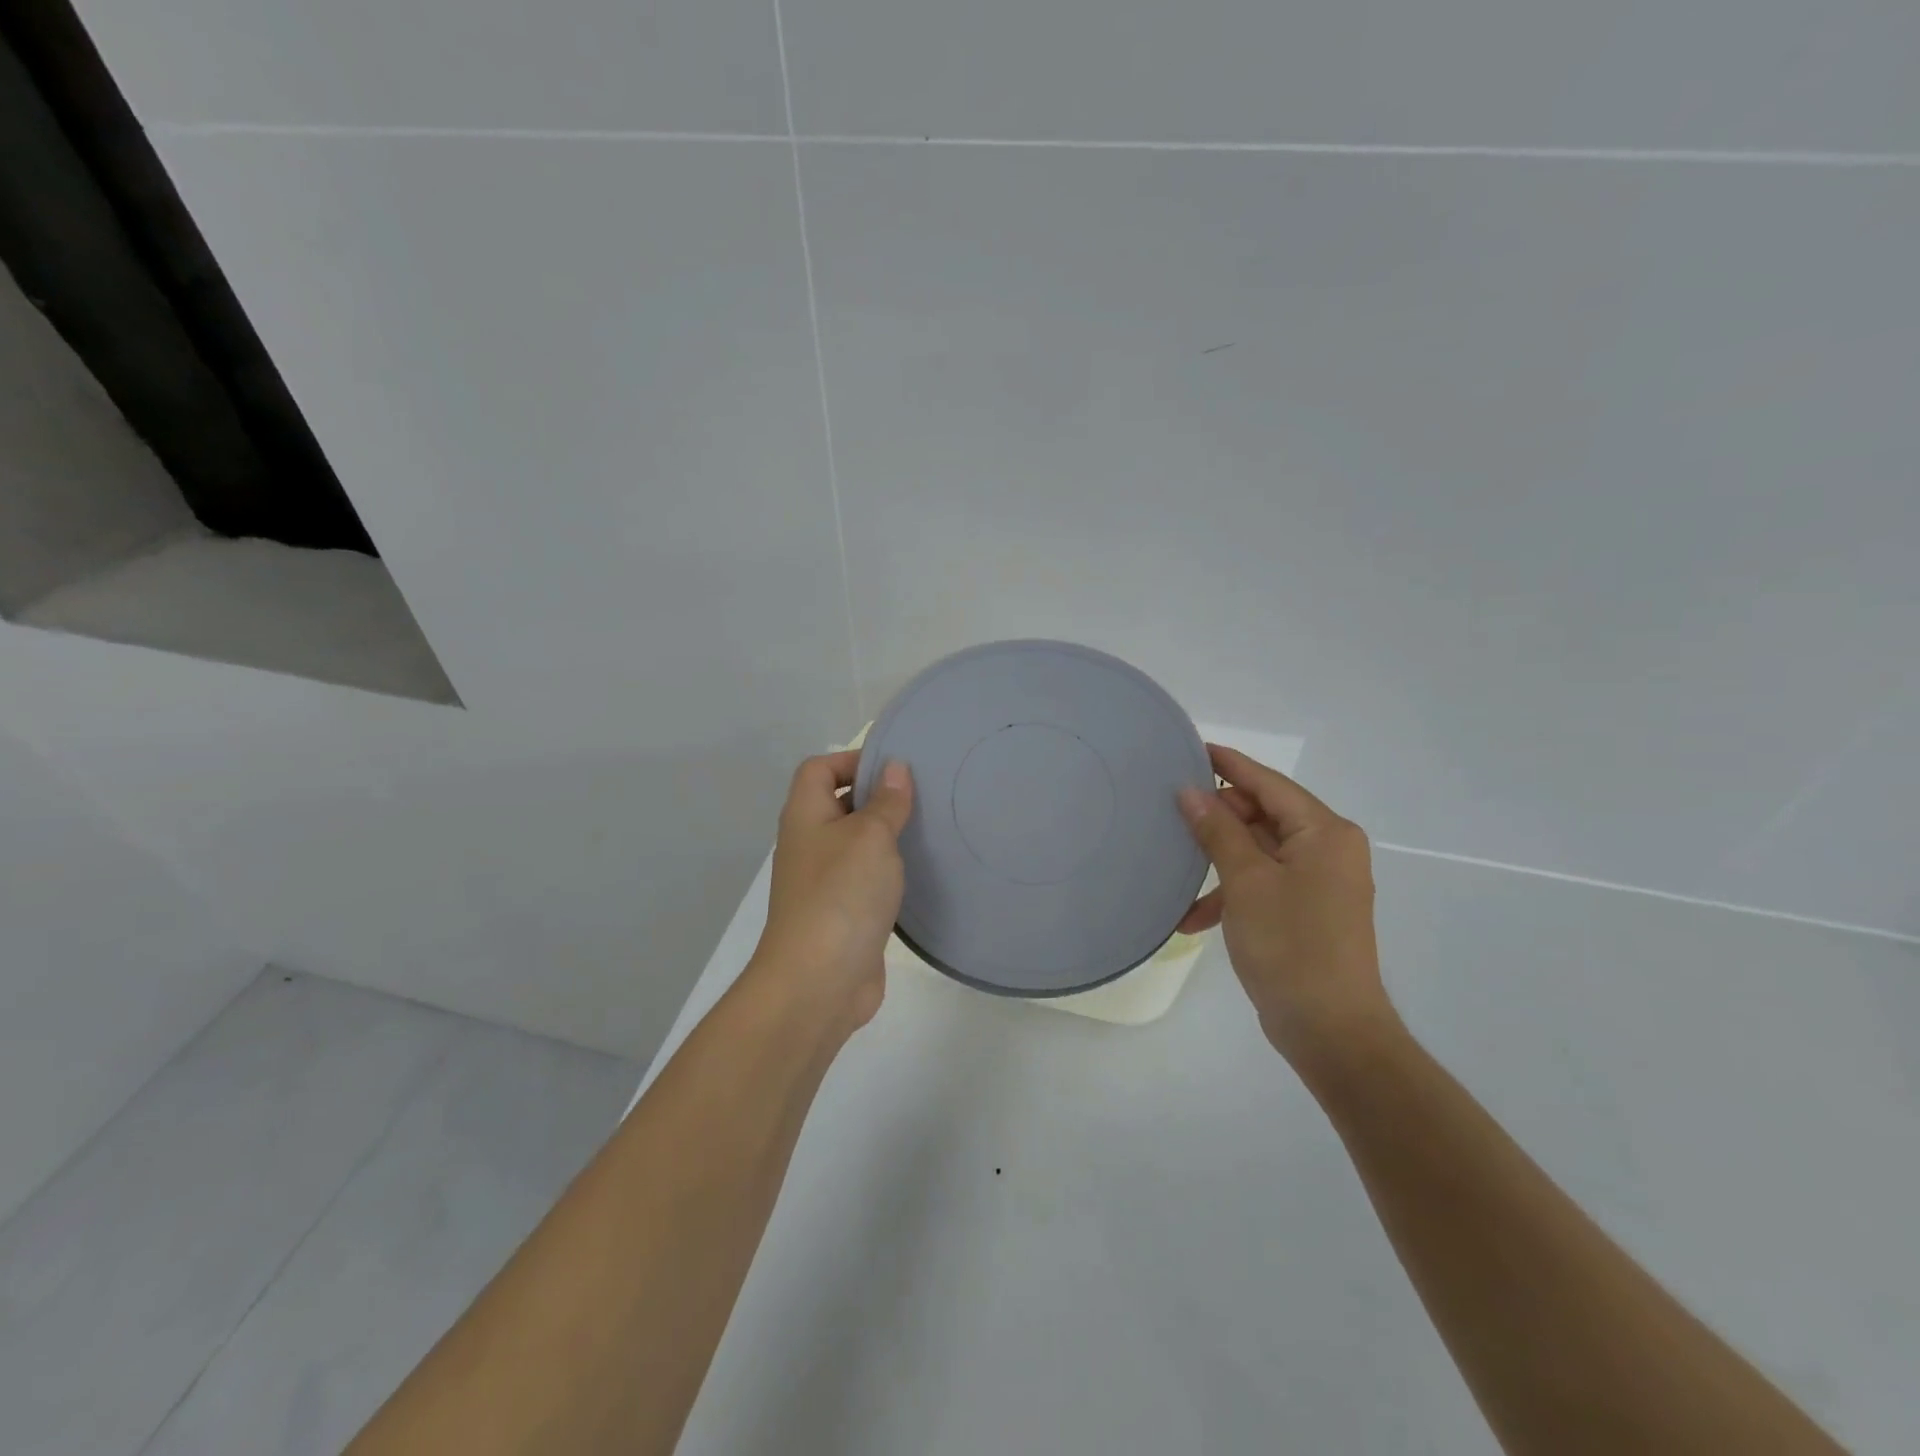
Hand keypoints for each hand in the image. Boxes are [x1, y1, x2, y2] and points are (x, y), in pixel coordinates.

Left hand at [750, 750, 914, 1034]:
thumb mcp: (870, 837)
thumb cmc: (841, 895)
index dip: (852, 759)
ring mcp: (824, 882)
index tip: (895, 767)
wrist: (818, 982)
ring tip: (930, 828)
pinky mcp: (843, 913)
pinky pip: (867, 879)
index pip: (819, 769)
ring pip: (857, 843)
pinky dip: (889, 871)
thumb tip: (894, 768)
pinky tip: (920, 872)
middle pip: (839, 803)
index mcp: (805, 816)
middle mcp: (810, 844)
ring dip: (887, 835)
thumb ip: (886, 801)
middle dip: (877, 796)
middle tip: (924, 795)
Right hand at [1177, 745, 1393, 1061]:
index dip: (1229, 765)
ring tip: (1175, 867)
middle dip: (1218, 819)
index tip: (1191, 749)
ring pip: (1258, 851)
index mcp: (1324, 833)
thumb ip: (1218, 831)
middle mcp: (1328, 849)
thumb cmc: (1290, 946)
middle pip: (1263, 815)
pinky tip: (1192, 919)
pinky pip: (1263, 884)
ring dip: (1218, 862)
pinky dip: (1231, 894)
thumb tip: (1191, 791)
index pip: (1269, 783)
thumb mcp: (1246, 882)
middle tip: (1170, 815)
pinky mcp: (1307, 911)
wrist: (1330, 1031)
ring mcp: (1319, 882)